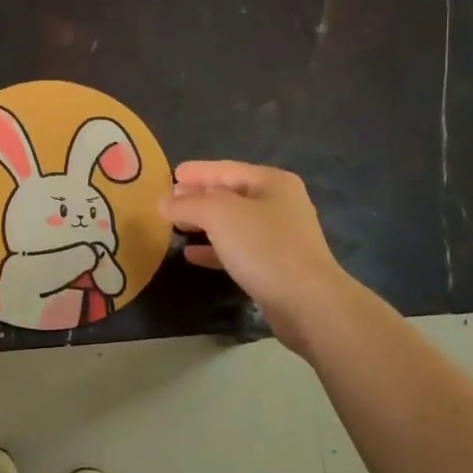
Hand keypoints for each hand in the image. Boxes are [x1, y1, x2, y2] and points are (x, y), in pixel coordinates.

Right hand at [158, 161, 355, 350]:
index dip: (197, 171)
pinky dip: (215, 249)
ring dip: (204, 224)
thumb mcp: (219, 215)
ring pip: (233, 224)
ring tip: (176, 226)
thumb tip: (164, 202)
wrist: (308, 303)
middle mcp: (279, 204)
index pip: (226, 169)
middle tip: (169, 201)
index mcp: (272, 182)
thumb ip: (188, 204)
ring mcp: (280, 237)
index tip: (171, 174)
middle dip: (199, 197)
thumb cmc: (264, 247)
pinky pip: (238, 250)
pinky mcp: (276, 266)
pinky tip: (191, 255)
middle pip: (230, 194)